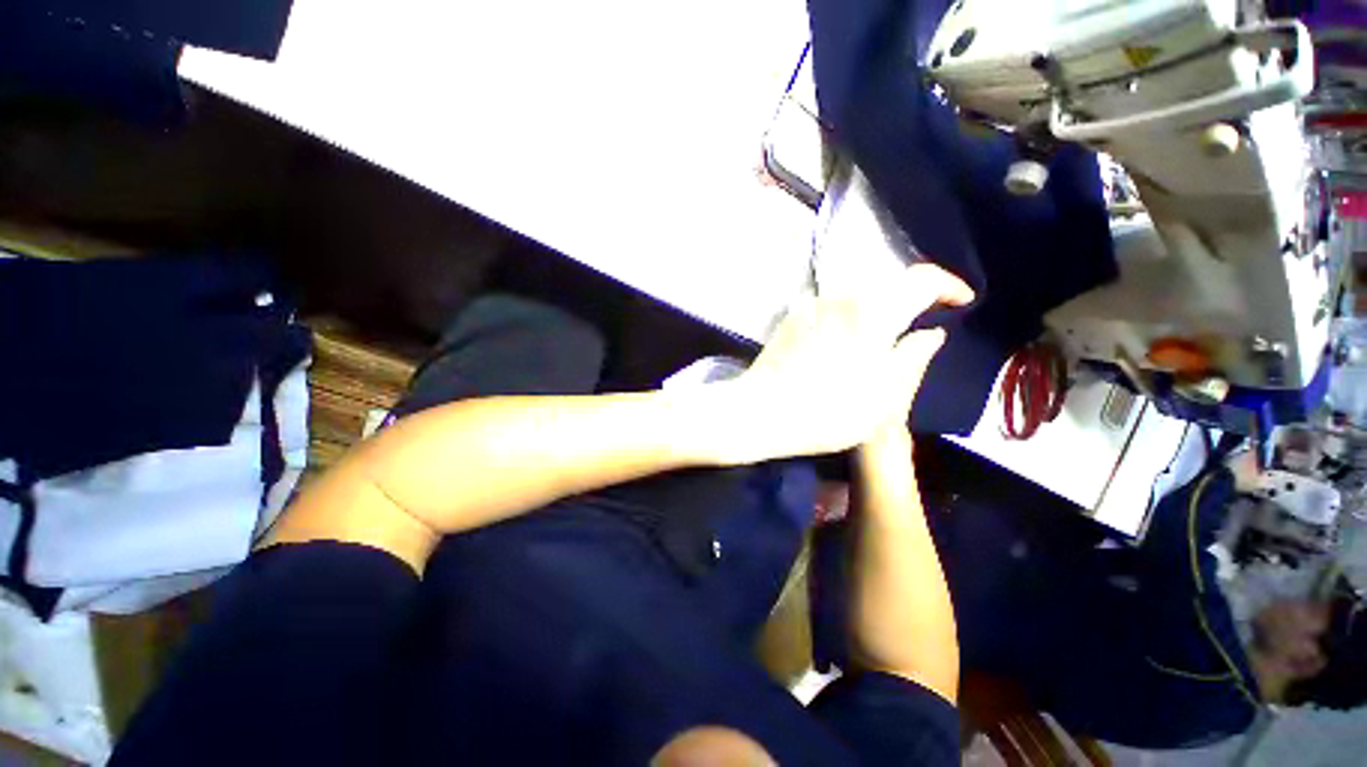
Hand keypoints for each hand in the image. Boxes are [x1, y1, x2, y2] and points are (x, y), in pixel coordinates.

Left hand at [725, 263, 972, 460]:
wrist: (762, 412)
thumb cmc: (829, 410)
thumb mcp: (885, 395)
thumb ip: (914, 357)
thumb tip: (931, 333)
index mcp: (873, 311)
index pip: (921, 278)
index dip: (948, 285)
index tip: (961, 301)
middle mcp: (841, 297)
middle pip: (886, 285)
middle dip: (909, 301)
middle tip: (918, 327)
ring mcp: (811, 305)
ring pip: (856, 297)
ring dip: (875, 311)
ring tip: (878, 341)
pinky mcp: (790, 318)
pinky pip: (830, 308)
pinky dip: (847, 318)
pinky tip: (841, 345)